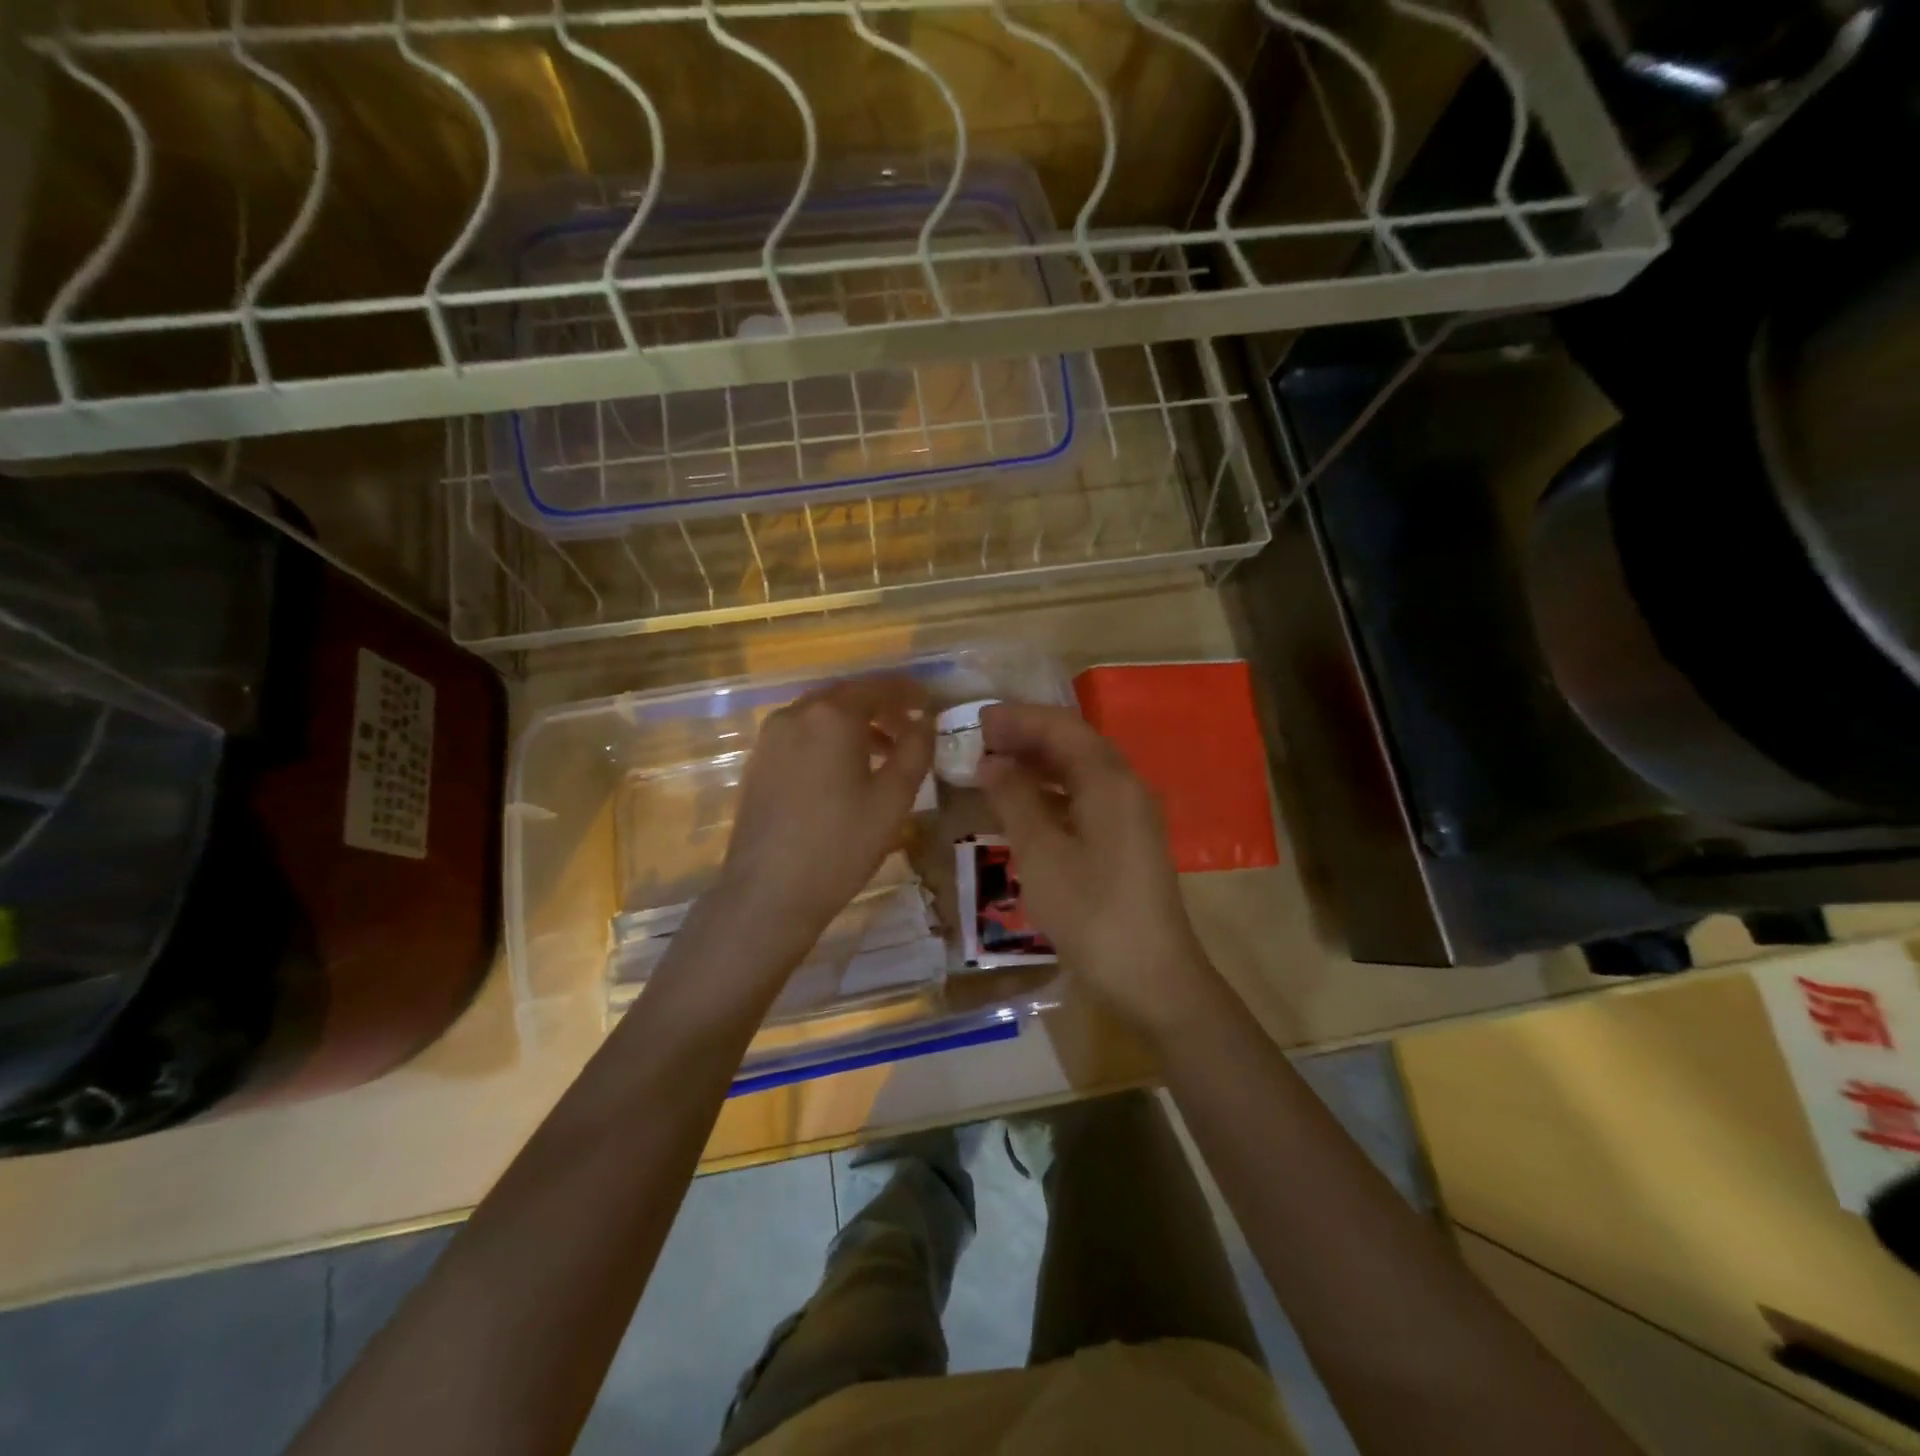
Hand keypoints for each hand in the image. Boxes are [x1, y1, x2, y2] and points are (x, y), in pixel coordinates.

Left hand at [714, 675, 933, 964]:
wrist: (768, 892)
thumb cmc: (841, 844)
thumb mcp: (893, 798)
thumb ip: (915, 750)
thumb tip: (924, 720)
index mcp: (832, 715)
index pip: (877, 687)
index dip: (907, 691)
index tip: (929, 702)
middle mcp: (796, 714)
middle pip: (846, 696)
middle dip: (881, 706)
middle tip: (909, 727)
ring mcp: (771, 738)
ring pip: (821, 716)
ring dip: (855, 724)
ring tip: (883, 753)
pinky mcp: (758, 762)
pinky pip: (801, 735)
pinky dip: (828, 739)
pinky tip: (844, 771)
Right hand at [976, 702, 1213, 1036]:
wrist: (1152, 977)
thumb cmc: (1091, 912)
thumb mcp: (1041, 854)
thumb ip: (1014, 799)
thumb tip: (991, 762)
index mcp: (1110, 781)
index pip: (1061, 728)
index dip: (1018, 719)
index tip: (976, 720)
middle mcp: (1126, 787)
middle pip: (1074, 744)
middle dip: (1027, 737)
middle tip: (980, 739)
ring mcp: (1131, 815)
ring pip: (1081, 771)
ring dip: (1039, 763)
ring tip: (995, 765)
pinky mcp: (1128, 840)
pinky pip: (1086, 797)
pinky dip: (1053, 792)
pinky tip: (1025, 805)